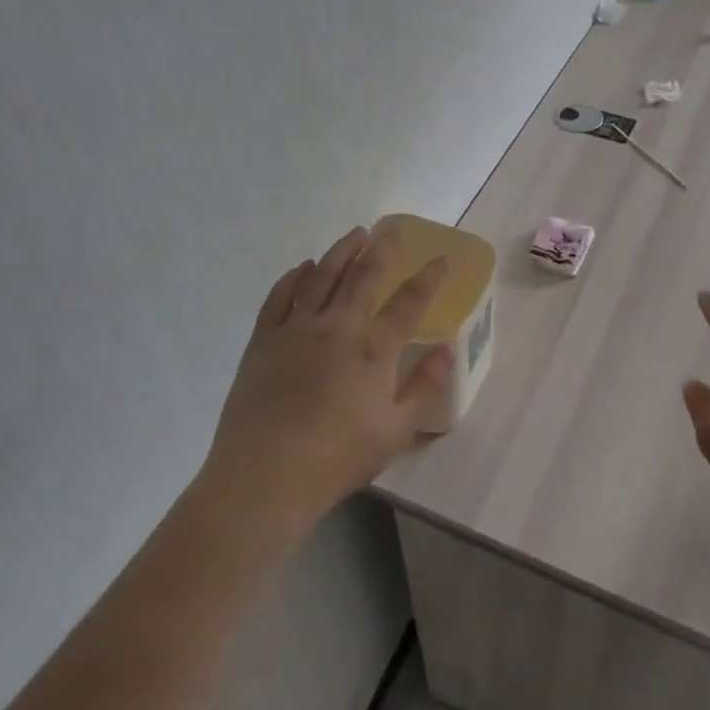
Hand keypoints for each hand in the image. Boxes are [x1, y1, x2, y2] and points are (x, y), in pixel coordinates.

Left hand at [198, 226, 451, 537]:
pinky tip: (303, 268)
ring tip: (355, 235)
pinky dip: (294, 277)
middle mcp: (337, 327)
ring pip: (321, 276)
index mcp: (373, 349)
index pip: (409, 301)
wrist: (264, 477)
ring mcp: (295, 329)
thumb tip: (446, 351)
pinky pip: (280, 297)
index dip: (429, 277)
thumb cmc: (337, 459)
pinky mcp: (263, 340)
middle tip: (391, 232)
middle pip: (363, 276)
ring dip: (341, 252)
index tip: (441, 258)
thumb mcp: (395, 432)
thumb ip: (423, 388)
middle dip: (382, 250)